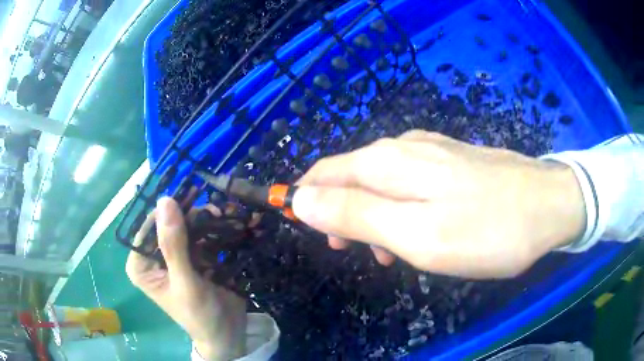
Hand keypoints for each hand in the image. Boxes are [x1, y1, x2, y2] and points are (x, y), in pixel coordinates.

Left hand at [126, 198, 246, 359]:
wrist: (228, 332)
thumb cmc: (199, 315)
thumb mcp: (184, 282)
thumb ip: (173, 245)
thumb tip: (165, 201)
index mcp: (141, 265)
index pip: (147, 227)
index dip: (166, 212)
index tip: (189, 199)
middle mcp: (154, 257)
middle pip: (168, 224)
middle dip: (189, 216)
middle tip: (212, 211)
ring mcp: (175, 256)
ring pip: (185, 226)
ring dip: (203, 220)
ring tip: (222, 216)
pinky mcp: (193, 258)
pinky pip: (199, 235)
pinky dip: (212, 229)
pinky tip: (225, 223)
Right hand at [293, 130, 585, 277]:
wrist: (548, 205)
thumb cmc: (487, 229)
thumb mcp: (416, 234)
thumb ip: (354, 216)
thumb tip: (301, 201)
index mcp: (386, 163)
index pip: (323, 174)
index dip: (305, 200)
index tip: (308, 233)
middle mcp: (402, 148)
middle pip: (349, 177)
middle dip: (339, 213)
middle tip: (352, 252)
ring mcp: (430, 151)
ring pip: (379, 182)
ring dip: (370, 216)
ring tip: (388, 253)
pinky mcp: (451, 161)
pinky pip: (408, 183)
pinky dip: (398, 209)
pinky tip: (418, 232)